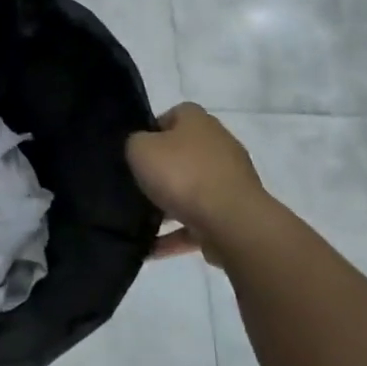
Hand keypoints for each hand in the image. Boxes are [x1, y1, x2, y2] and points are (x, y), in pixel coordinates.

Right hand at [126, 104, 269, 263]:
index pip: (173, 116)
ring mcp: (229, 181)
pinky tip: (151, 249)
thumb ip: (135, 143)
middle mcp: (218, 145)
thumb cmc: (182, 175)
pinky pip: (196, 223)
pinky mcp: (232, 213)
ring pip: (191, 190)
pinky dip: (175, 235)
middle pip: (183, 154)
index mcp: (198, 122)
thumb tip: (141, 149)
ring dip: (168, 207)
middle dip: (160, 171)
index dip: (151, 131)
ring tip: (140, 223)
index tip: (134, 153)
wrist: (231, 221)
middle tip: (135, 186)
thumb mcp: (140, 149)